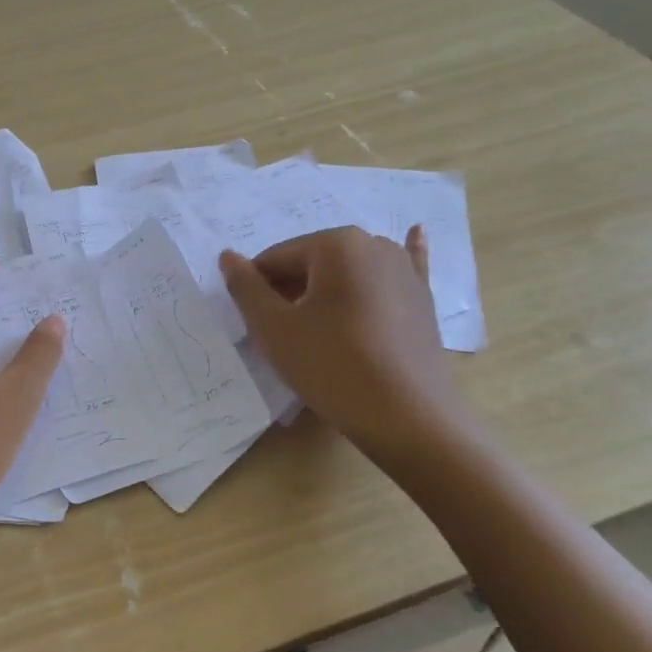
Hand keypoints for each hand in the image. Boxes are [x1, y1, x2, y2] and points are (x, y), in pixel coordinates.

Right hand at [219, 226, 475, 467]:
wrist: (408, 418)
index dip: (256, 289)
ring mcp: (404, 269)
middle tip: (284, 335)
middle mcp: (374, 244)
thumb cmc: (332, 367)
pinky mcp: (424, 297)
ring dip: (326, 291)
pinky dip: (402, 256)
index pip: (276, 258)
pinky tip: (415, 233)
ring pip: (347, 273)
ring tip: (319, 329)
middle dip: (290, 291)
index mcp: (335, 243)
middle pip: (312, 263)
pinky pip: (403, 270)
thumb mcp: (274, 329)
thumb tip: (227, 256)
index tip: (254, 324)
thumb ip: (245, 288)